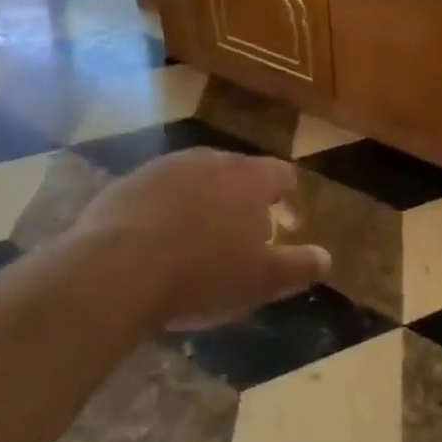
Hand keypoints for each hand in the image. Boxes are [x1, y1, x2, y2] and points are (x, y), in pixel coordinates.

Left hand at [68, 148, 330, 329]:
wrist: (115, 271)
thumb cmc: (202, 274)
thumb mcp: (261, 281)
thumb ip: (298, 266)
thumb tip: (326, 258)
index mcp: (249, 179)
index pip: (282, 174)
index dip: (290, 199)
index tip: (288, 226)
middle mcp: (210, 160)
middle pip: (239, 172)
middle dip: (246, 199)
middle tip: (244, 235)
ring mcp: (165, 167)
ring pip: (197, 178)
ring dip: (205, 201)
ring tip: (199, 239)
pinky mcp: (128, 182)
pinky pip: (159, 191)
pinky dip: (166, 209)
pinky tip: (157, 241)